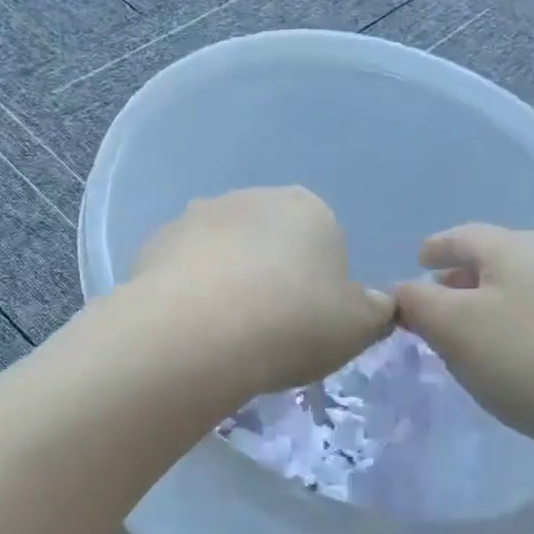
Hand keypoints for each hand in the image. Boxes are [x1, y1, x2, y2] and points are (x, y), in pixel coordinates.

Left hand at [128, 187, 393, 400]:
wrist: (200, 332)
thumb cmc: (294, 323)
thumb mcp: (358, 328)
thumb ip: (376, 311)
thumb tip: (379, 304)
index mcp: (308, 208)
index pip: (323, 242)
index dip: (318, 286)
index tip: (308, 323)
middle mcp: (251, 198)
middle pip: (269, 242)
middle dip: (270, 277)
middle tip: (268, 331)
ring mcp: (197, 216)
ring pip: (222, 253)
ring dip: (226, 282)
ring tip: (223, 335)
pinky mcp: (154, 243)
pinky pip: (182, 270)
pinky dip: (188, 293)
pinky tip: (189, 329)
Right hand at [392, 225, 533, 478]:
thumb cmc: (521, 354)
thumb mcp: (450, 325)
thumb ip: (416, 303)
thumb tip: (402, 292)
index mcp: (512, 246)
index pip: (463, 235)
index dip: (435, 247)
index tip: (418, 259)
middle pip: (496, 258)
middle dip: (462, 275)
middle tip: (437, 296)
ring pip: (520, 288)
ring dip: (489, 302)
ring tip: (467, 329)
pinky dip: (514, 324)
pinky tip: (508, 353)